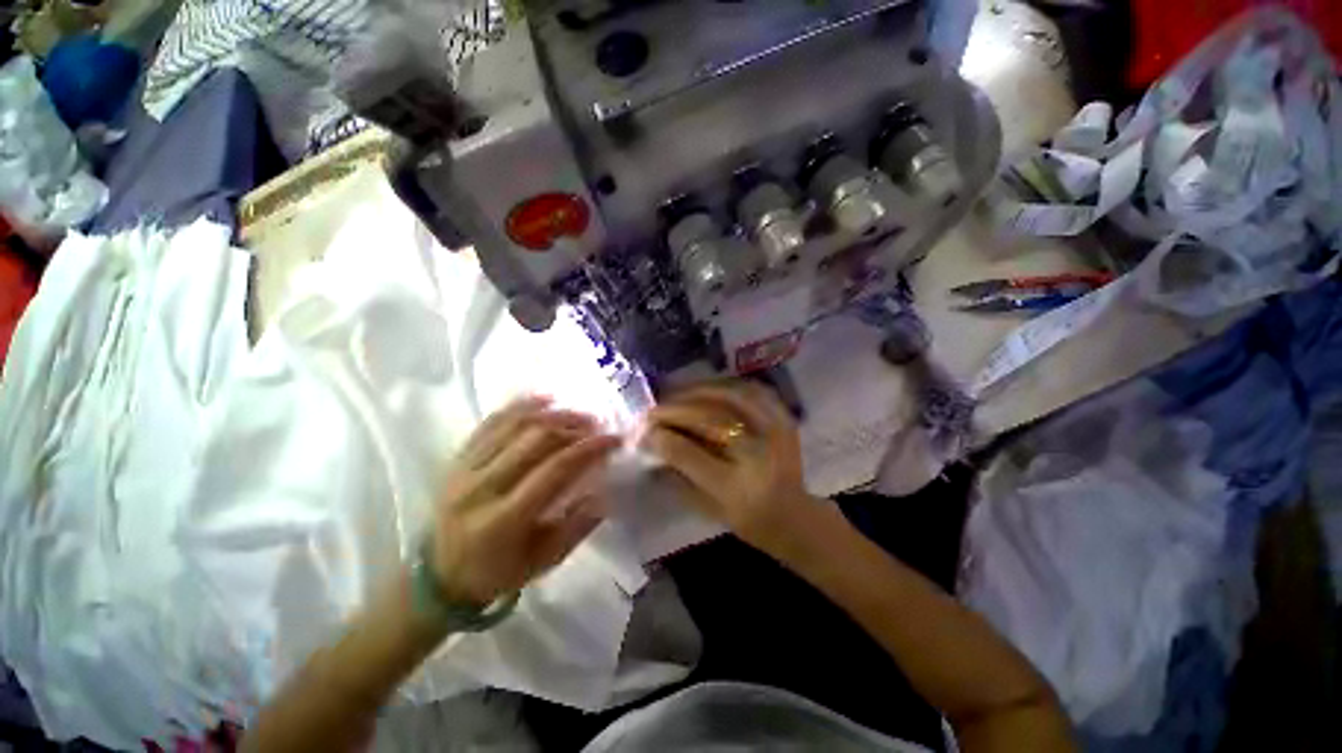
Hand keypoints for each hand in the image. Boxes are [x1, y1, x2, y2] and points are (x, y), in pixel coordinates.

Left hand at [431, 397, 620, 605]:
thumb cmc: (497, 573)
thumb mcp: (544, 562)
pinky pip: (491, 422)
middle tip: (597, 424)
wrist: (437, 576)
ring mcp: (464, 469)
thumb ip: (578, 527)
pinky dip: (520, 407)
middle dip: (573, 426)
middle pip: (535, 439)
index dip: (588, 448)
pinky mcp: (457, 458)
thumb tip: (604, 492)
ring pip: (514, 425)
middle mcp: (481, 487)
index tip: (613, 439)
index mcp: (503, 519)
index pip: (554, 470)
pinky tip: (544, 400)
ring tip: (577, 413)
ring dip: (552, 414)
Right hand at [641, 382, 830, 556]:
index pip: (690, 455)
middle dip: (675, 410)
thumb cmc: (748, 521)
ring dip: (697, 390)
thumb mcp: (708, 509)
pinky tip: (709, 387)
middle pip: (710, 420)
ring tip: (675, 392)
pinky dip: (727, 385)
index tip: (642, 430)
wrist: (796, 518)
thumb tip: (653, 444)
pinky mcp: (786, 420)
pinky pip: (754, 391)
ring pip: (731, 397)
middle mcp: (759, 457)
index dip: (663, 438)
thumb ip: (678, 477)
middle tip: (654, 408)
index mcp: (738, 489)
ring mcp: (777, 433)